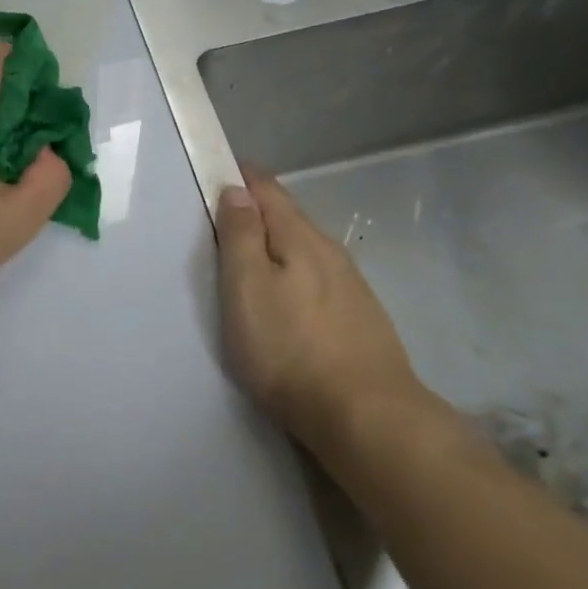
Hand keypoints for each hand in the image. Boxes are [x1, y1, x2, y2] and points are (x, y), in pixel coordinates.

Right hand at [216, 168, 429, 459]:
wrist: (368, 417)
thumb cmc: (290, 348)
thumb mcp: (247, 288)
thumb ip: (240, 235)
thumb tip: (237, 190)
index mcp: (298, 237)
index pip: (267, 189)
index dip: (241, 176)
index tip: (219, 171)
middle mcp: (330, 251)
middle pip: (289, 216)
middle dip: (259, 209)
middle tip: (228, 214)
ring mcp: (352, 285)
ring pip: (307, 248)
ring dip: (280, 242)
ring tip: (255, 256)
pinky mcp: (363, 317)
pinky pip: (321, 276)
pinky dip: (298, 271)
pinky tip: (292, 295)